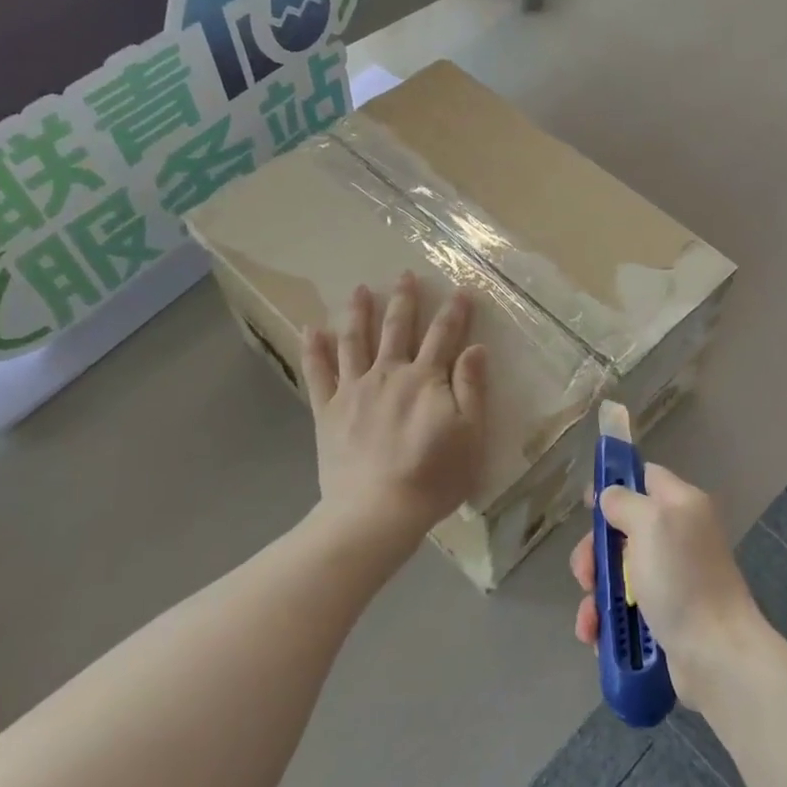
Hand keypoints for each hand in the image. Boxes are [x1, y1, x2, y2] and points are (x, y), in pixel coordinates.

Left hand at [303, 272, 486, 557]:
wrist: (377, 511)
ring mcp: (354, 389)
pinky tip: (310, 329)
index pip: (443, 335)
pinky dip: (313, 349)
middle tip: (405, 274)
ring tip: (359, 289)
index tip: (461, 289)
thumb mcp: (470, 434)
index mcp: (425, 379)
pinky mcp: (328, 410)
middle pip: (397, 329)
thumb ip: (472, 388)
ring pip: (355, 341)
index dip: (454, 311)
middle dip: (403, 300)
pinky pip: (317, 373)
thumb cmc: (433, 476)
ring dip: (358, 312)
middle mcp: (388, 374)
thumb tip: (476, 348)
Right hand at [568, 464, 761, 704]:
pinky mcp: (664, 616)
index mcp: (681, 505)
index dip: (615, 485)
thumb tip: (611, 497)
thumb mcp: (650, 524)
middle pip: (623, 529)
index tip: (588, 505)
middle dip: (595, 551)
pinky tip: (595, 635)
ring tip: (590, 616)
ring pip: (618, 573)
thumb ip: (625, 502)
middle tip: (586, 574)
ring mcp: (672, 579)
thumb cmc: (682, 579)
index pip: (646, 477)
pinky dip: (607, 620)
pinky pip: (625, 609)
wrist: (715, 654)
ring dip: (596, 592)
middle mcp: (678, 537)